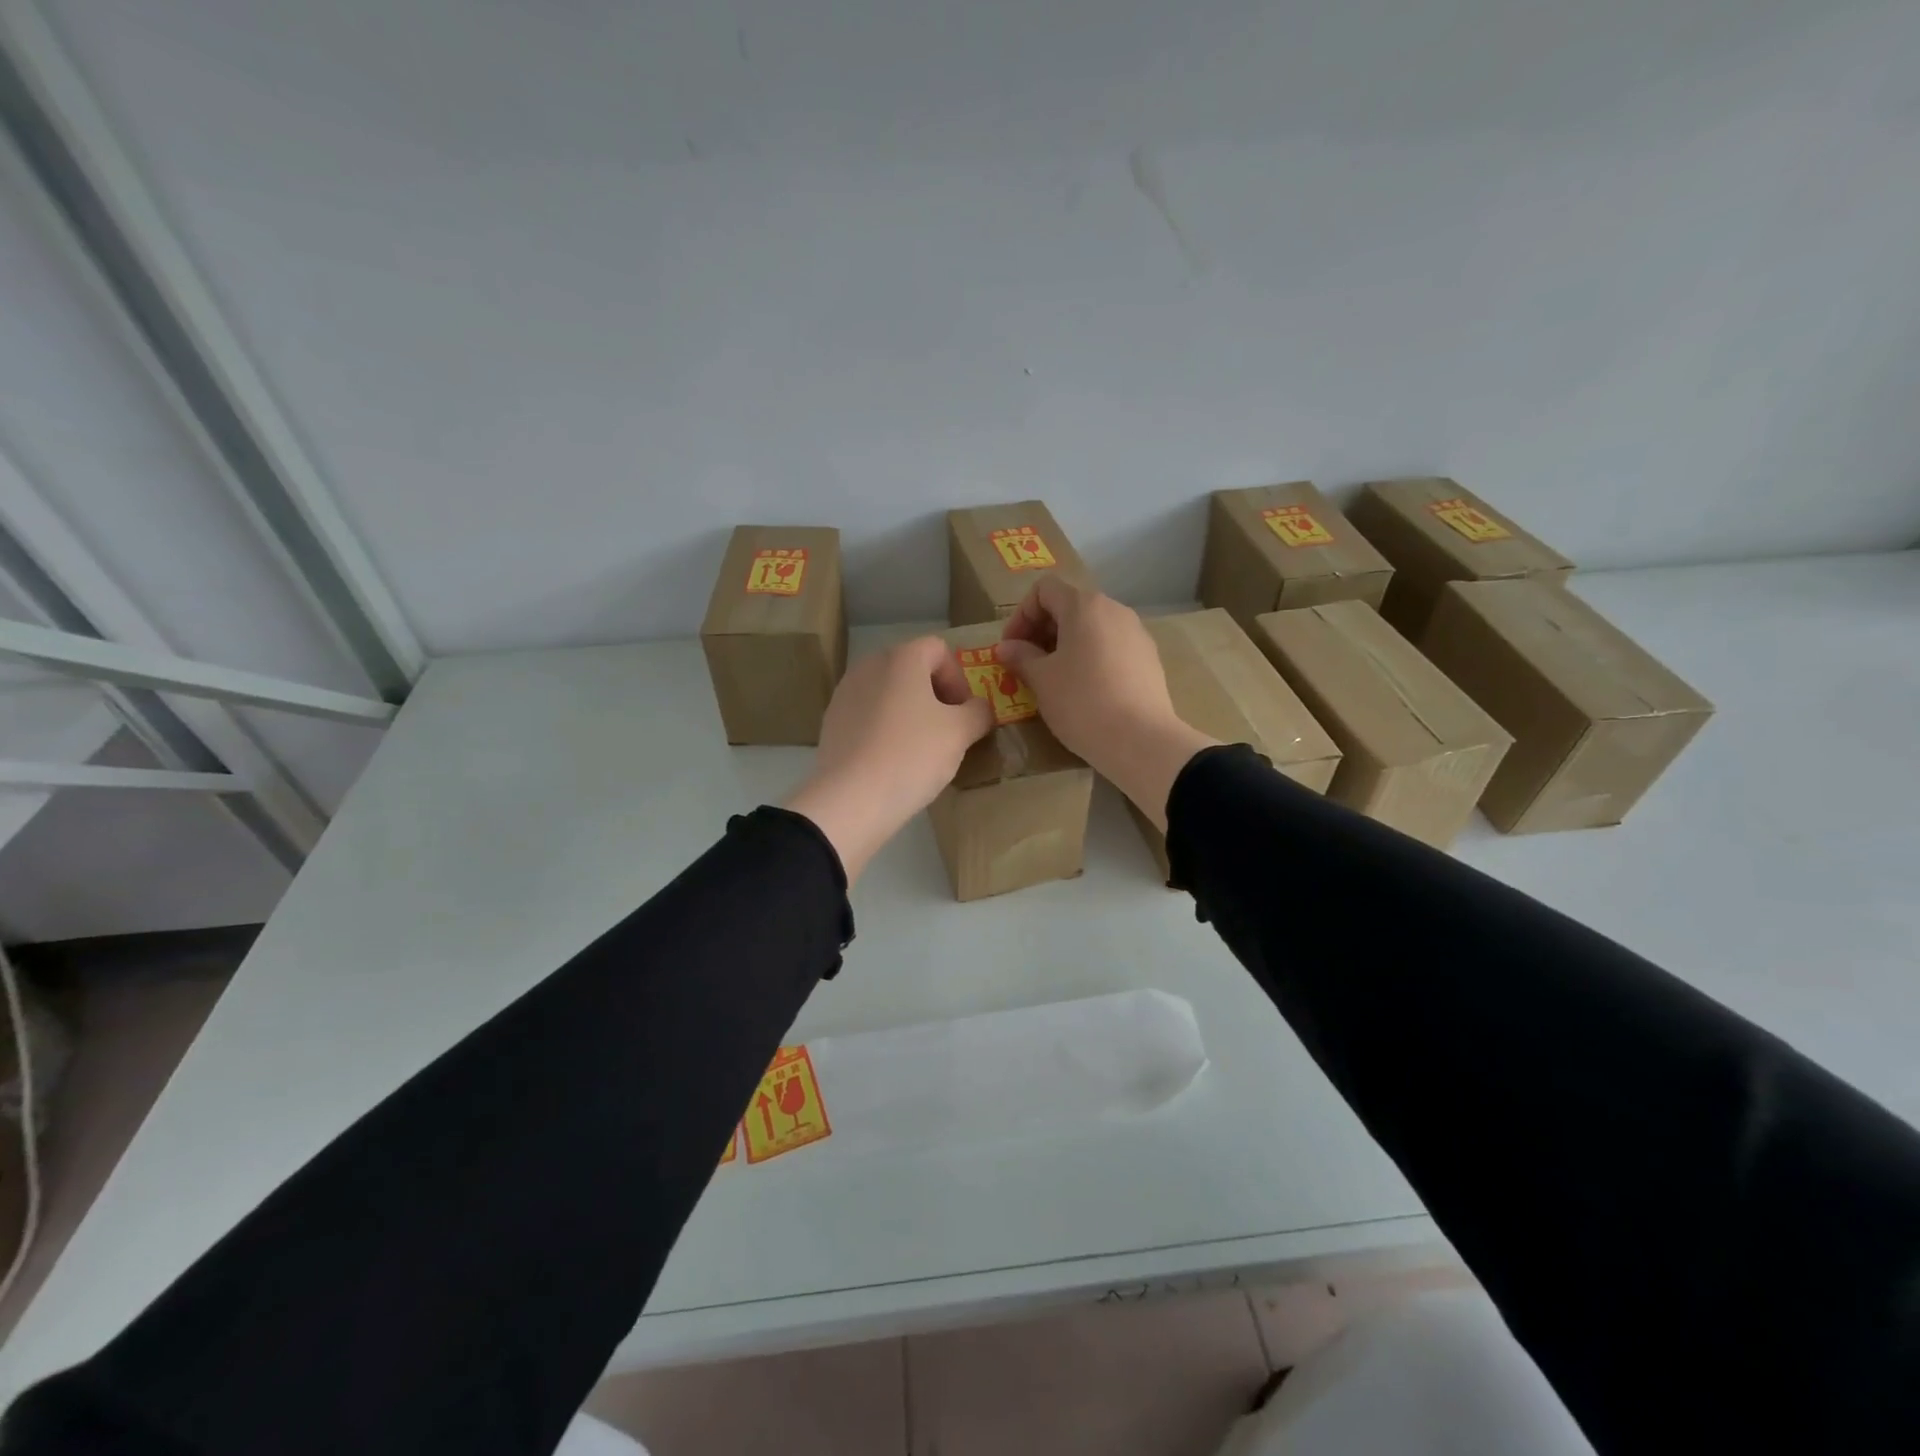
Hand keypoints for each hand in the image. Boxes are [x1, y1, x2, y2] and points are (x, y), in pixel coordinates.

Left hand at [785, 636, 994, 882]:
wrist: (850, 799)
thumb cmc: (912, 755)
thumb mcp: (960, 733)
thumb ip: (978, 713)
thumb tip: (979, 709)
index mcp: (901, 658)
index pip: (939, 650)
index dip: (959, 678)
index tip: (964, 714)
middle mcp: (868, 665)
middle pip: (912, 669)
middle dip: (935, 695)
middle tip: (948, 730)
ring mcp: (845, 693)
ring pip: (889, 693)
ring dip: (910, 712)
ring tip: (920, 748)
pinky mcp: (831, 722)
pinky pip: (869, 715)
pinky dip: (885, 728)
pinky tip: (892, 760)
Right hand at [997, 578, 1218, 830]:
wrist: (1141, 740)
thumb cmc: (1082, 702)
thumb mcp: (1042, 680)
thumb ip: (1021, 657)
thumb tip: (1006, 648)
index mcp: (1085, 606)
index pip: (1044, 590)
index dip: (1021, 615)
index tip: (1011, 649)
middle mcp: (1114, 610)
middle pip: (1070, 606)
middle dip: (1042, 631)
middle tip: (1027, 665)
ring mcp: (1137, 634)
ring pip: (1092, 628)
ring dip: (1066, 646)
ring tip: (1053, 680)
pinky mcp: (1149, 660)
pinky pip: (1111, 647)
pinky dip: (1090, 658)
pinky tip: (1084, 691)